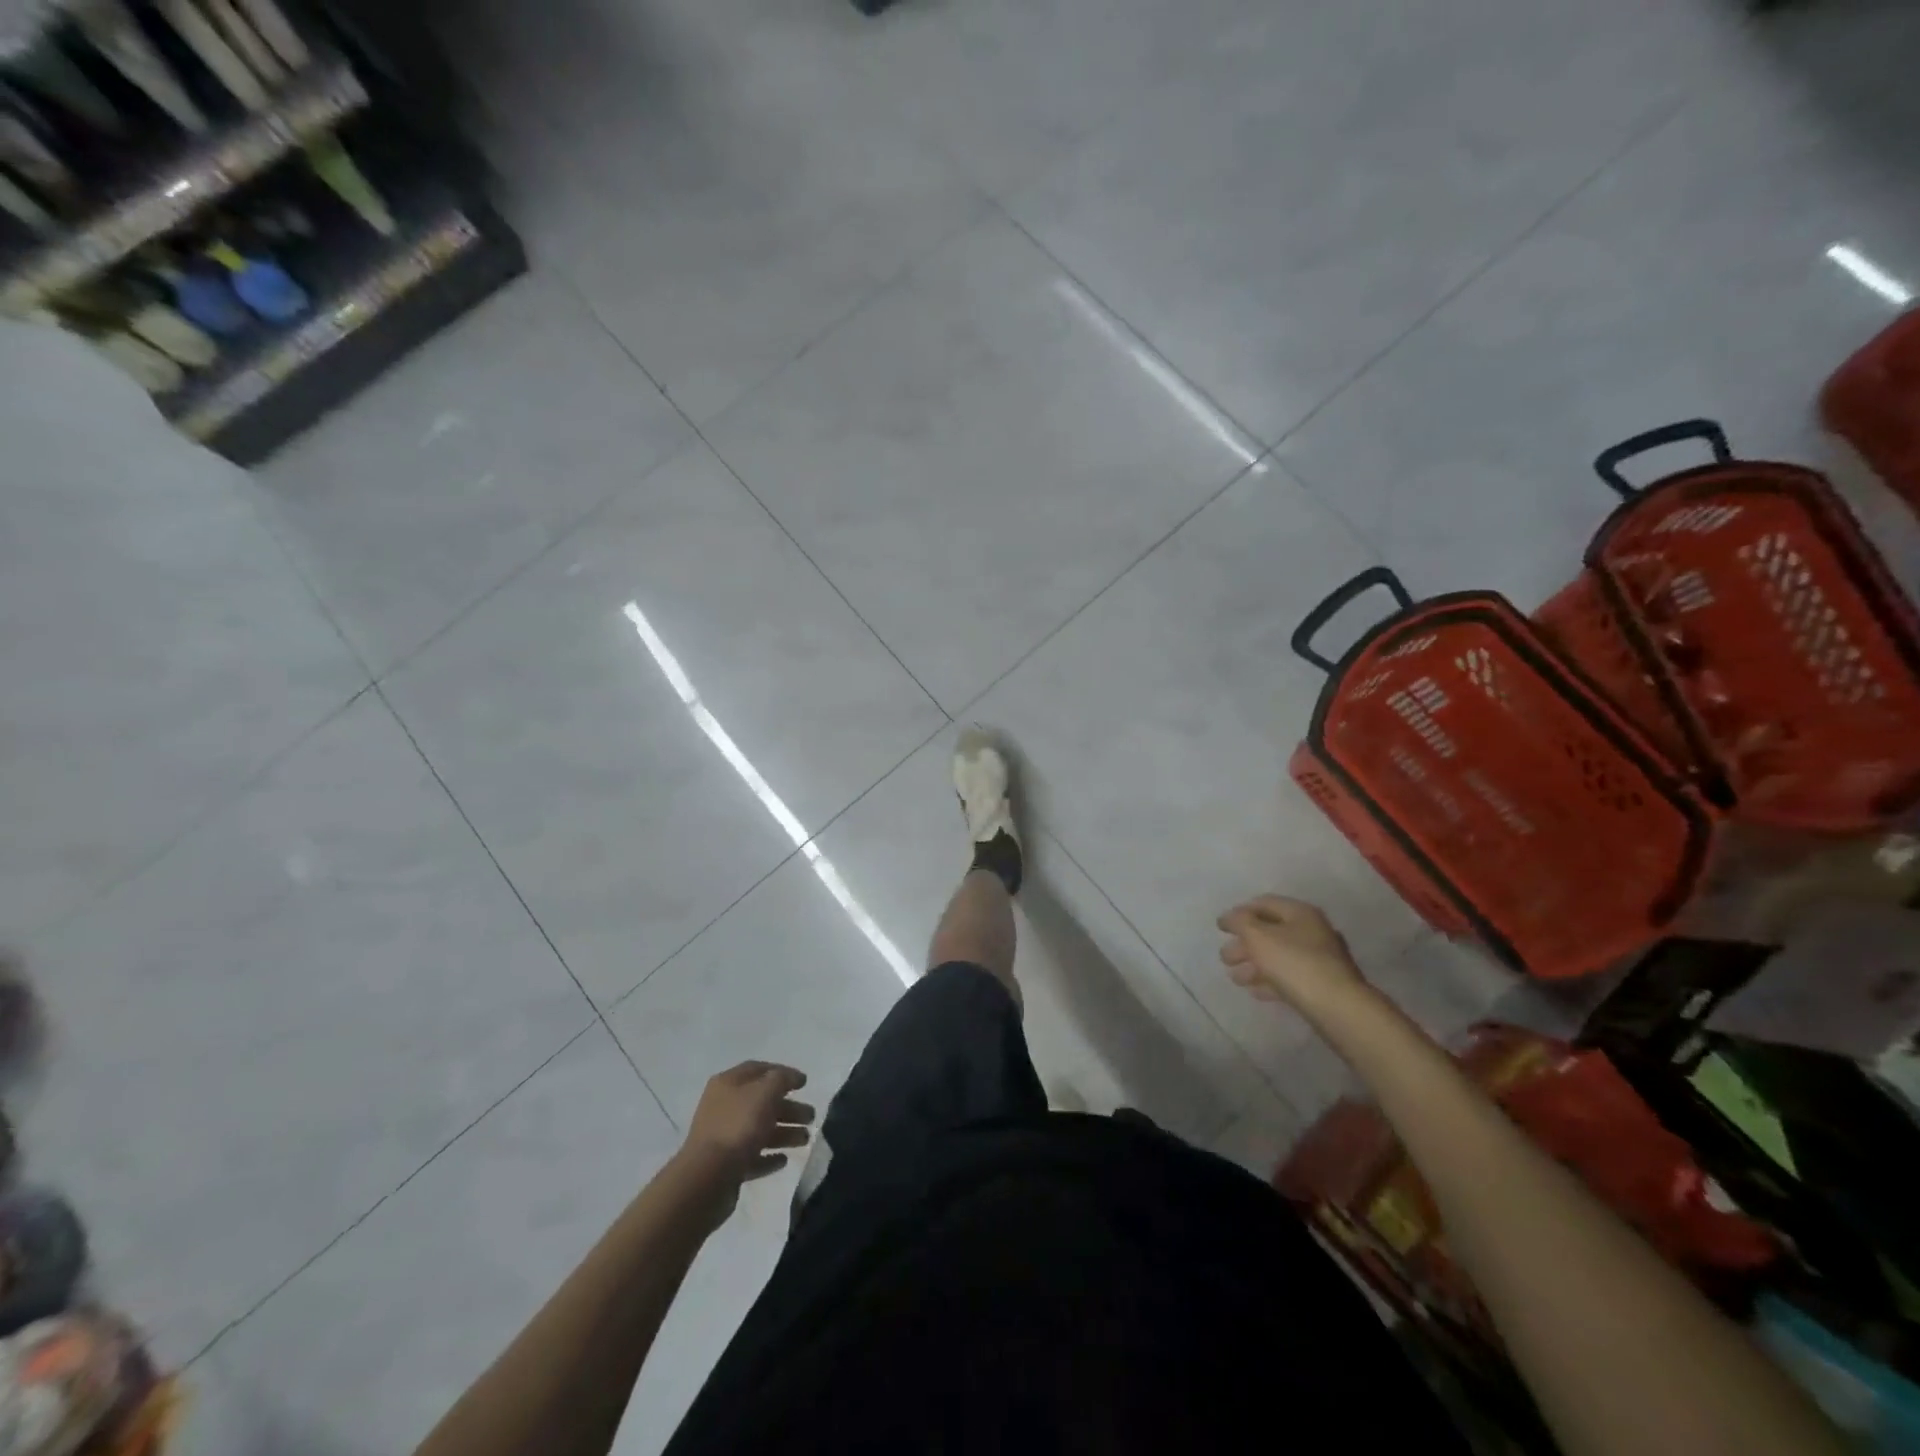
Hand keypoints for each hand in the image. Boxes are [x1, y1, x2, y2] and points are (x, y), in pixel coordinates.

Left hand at [683, 1061, 814, 1186]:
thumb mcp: (765, 1092)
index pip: (758, 1069)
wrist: (707, 1178)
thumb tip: (792, 1077)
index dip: (783, 1072)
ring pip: (759, 1130)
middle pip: (762, 1102)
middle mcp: (723, 1107)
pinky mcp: (726, 1166)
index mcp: (728, 1083)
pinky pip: (752, 1156)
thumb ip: (782, 1079)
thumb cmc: (738, 1126)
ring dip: (784, 1133)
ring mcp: (723, 1137)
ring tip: (805, 1139)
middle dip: (789, 1107)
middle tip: (811, 1116)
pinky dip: (769, 1157)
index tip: (804, 1083)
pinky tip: (784, 1160)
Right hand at [1217, 896, 1365, 1010]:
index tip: (1220, 927)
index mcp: (1299, 913)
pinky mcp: (1320, 985)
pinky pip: (1289, 977)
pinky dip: (1269, 981)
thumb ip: (1239, 922)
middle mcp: (1311, 931)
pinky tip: (1255, 991)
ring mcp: (1318, 959)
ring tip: (1235, 978)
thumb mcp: (1258, 936)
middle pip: (1269, 932)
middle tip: (1225, 958)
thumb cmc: (1293, 963)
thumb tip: (1229, 917)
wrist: (1336, 1007)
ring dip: (1253, 965)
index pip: (1263, 903)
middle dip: (1243, 944)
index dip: (1239, 912)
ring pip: (1278, 956)